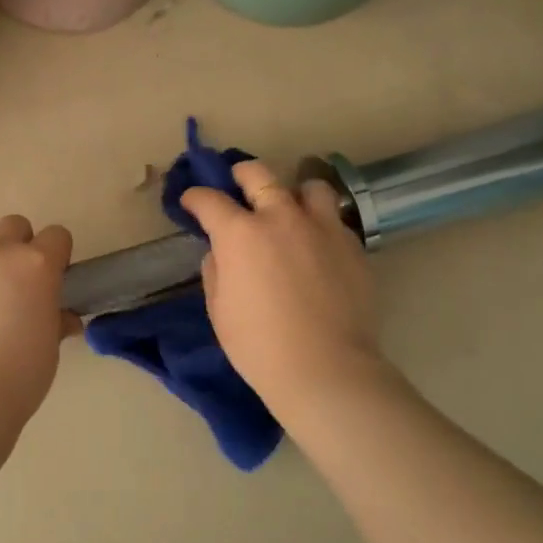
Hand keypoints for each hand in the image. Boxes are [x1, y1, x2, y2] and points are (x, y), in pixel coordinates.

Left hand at [0, 215, 81, 426]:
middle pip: (12, 225)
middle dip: (18, 246)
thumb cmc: (19, 377)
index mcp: (35, 265)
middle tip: (14, 282)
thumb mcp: (50, 348)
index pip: (57, 236)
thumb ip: (56, 321)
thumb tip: (62, 318)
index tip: (53, 278)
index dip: (58, 255)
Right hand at [179, 163, 388, 413]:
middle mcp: (281, 217)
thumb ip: (216, 269)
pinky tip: (315, 246)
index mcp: (240, 233)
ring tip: (289, 210)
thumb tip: (222, 251)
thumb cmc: (258, 345)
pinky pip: (333, 220)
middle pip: (258, 174)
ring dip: (292, 193)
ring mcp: (322, 228)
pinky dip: (319, 224)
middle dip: (241, 174)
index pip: (209, 200)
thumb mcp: (219, 308)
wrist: (325, 368)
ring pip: (308, 186)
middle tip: (236, 185)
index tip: (190, 202)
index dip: (195, 198)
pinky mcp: (352, 245)